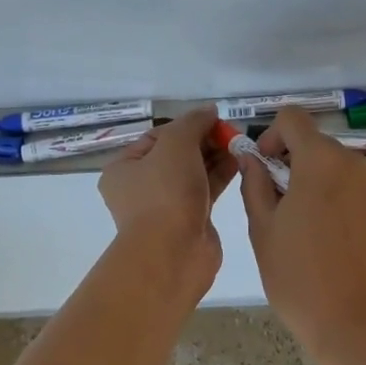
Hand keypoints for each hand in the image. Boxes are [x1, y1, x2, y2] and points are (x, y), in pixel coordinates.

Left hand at [99, 105, 236, 295]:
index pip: (158, 136)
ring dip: (216, 156)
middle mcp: (141, 186)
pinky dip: (221, 175)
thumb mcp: (176, 145)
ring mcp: (166, 205)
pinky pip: (206, 190)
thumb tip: (209, 111)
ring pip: (194, 172)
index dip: (187, 125)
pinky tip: (241, 161)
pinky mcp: (190, 219)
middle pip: (177, 153)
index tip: (214, 119)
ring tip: (241, 143)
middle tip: (232, 132)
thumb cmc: (165, 193)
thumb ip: (193, 122)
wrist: (173, 253)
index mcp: (124, 168)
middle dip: (205, 140)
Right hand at [238, 107, 365, 364]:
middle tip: (269, 203)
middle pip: (313, 142)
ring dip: (308, 180)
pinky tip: (318, 237)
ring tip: (292, 225)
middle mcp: (353, 163)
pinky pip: (348, 187)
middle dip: (287, 161)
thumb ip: (255, 184)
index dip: (270, 134)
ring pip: (331, 166)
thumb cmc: (300, 278)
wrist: (358, 326)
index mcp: (321, 161)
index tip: (260, 167)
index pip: (293, 118)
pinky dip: (328, 196)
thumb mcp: (263, 229)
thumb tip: (251, 159)